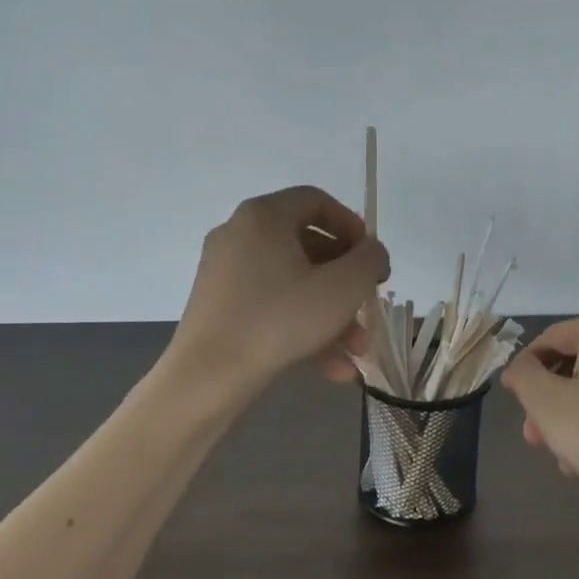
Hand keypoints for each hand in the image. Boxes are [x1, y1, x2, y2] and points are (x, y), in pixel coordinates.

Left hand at [168, 185, 390, 389]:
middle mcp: (240, 235)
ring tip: (358, 350)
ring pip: (292, 284)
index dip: (352, 226)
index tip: (372, 258)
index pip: (316, 201)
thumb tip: (372, 253)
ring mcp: (226, 273)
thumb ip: (369, 260)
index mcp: (264, 216)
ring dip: (331, 314)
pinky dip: (302, 329)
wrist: (206, 377)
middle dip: (346, 282)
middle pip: (307, 247)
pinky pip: (271, 307)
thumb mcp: (342, 288)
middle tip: (369, 305)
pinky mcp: (220, 308)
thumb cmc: (279, 319)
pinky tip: (333, 368)